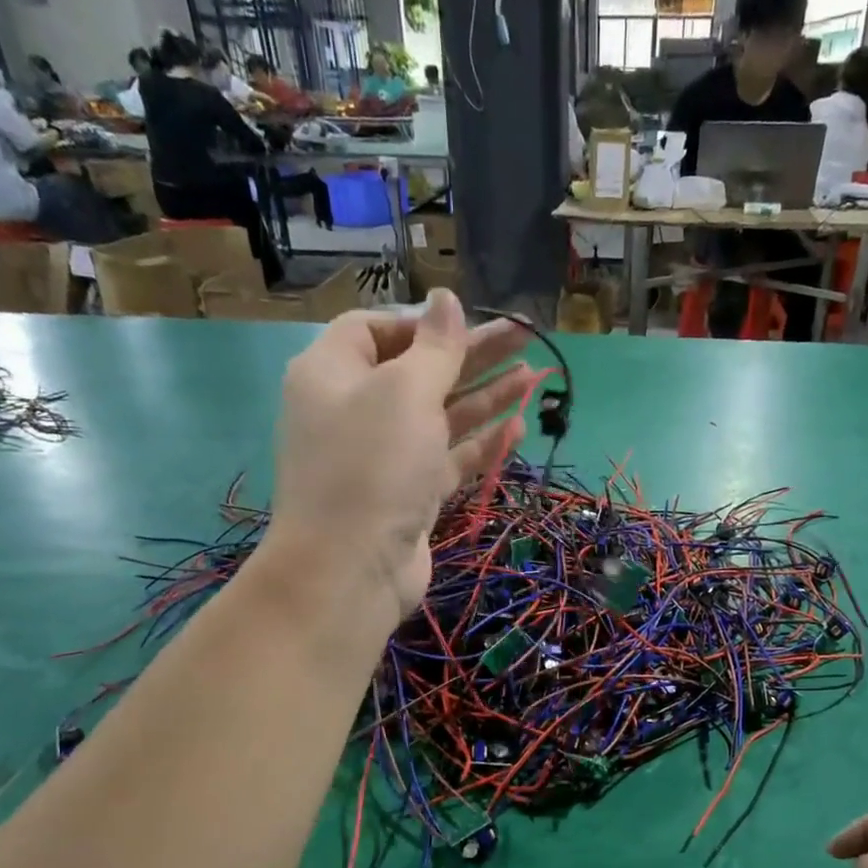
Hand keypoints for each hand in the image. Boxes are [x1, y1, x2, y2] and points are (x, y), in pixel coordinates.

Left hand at [259, 290, 532, 622]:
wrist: (351, 569)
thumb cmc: (372, 464)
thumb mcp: (405, 392)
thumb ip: (435, 346)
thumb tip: (445, 298)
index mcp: (333, 373)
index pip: (375, 329)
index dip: (422, 323)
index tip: (466, 325)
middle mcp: (354, 410)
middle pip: (418, 371)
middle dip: (472, 355)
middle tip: (525, 338)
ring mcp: (383, 458)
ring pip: (439, 417)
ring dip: (485, 396)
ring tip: (534, 377)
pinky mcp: (408, 496)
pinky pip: (447, 459)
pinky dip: (480, 443)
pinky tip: (518, 429)